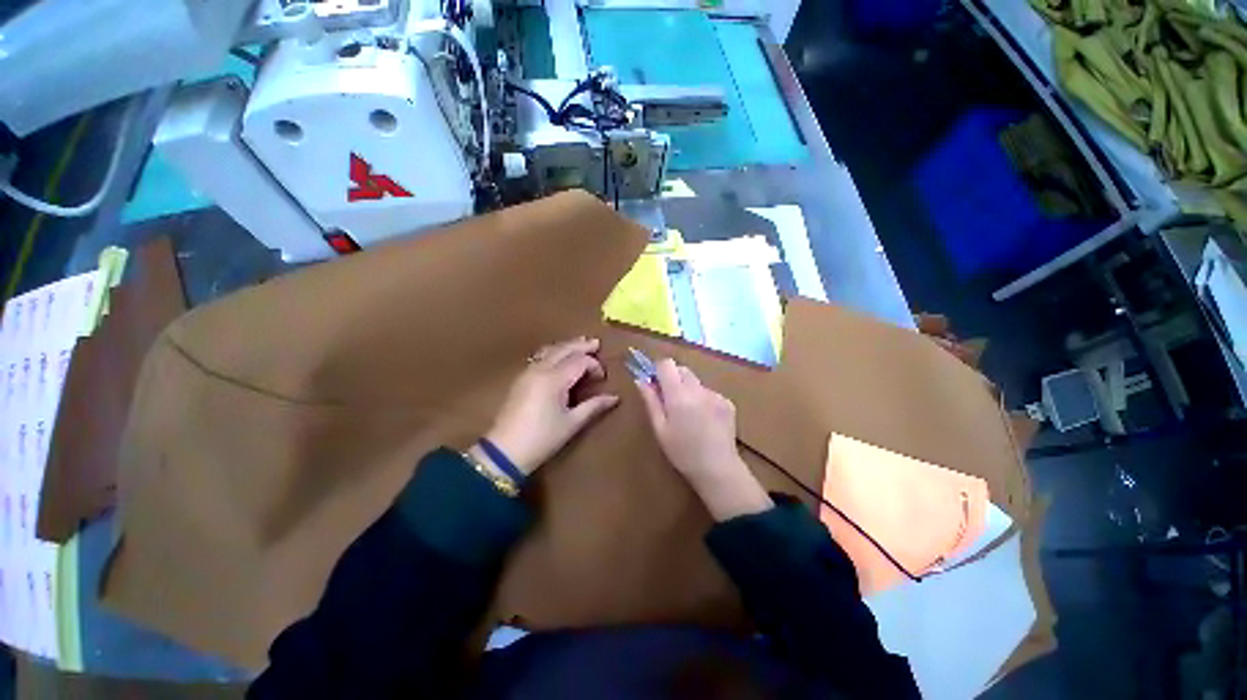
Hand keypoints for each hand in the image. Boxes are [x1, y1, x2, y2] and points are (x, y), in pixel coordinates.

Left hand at [481, 337, 618, 475]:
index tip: (602, 378)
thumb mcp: (572, 423)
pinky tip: (559, 357)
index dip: (594, 366)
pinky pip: (540, 357)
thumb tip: (614, 397)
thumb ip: (594, 406)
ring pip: (550, 350)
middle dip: (581, 345)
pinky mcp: (521, 379)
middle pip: (564, 349)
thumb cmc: (543, 438)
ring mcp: (528, 372)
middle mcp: (540, 369)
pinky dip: (554, 352)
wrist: (505, 451)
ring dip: (566, 346)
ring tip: (580, 344)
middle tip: (596, 343)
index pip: (580, 361)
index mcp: (554, 379)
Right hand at [635, 359, 771, 520]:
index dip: (658, 370)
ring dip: (687, 390)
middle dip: (672, 379)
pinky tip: (703, 421)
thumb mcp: (660, 428)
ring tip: (688, 415)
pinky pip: (708, 393)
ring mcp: (715, 394)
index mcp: (678, 394)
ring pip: (695, 382)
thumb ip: (650, 401)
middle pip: (682, 369)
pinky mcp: (728, 402)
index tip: (655, 385)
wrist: (718, 469)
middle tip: (669, 401)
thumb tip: (640, 380)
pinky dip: (702, 400)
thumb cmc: (682, 452)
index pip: (667, 364)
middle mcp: (698, 389)